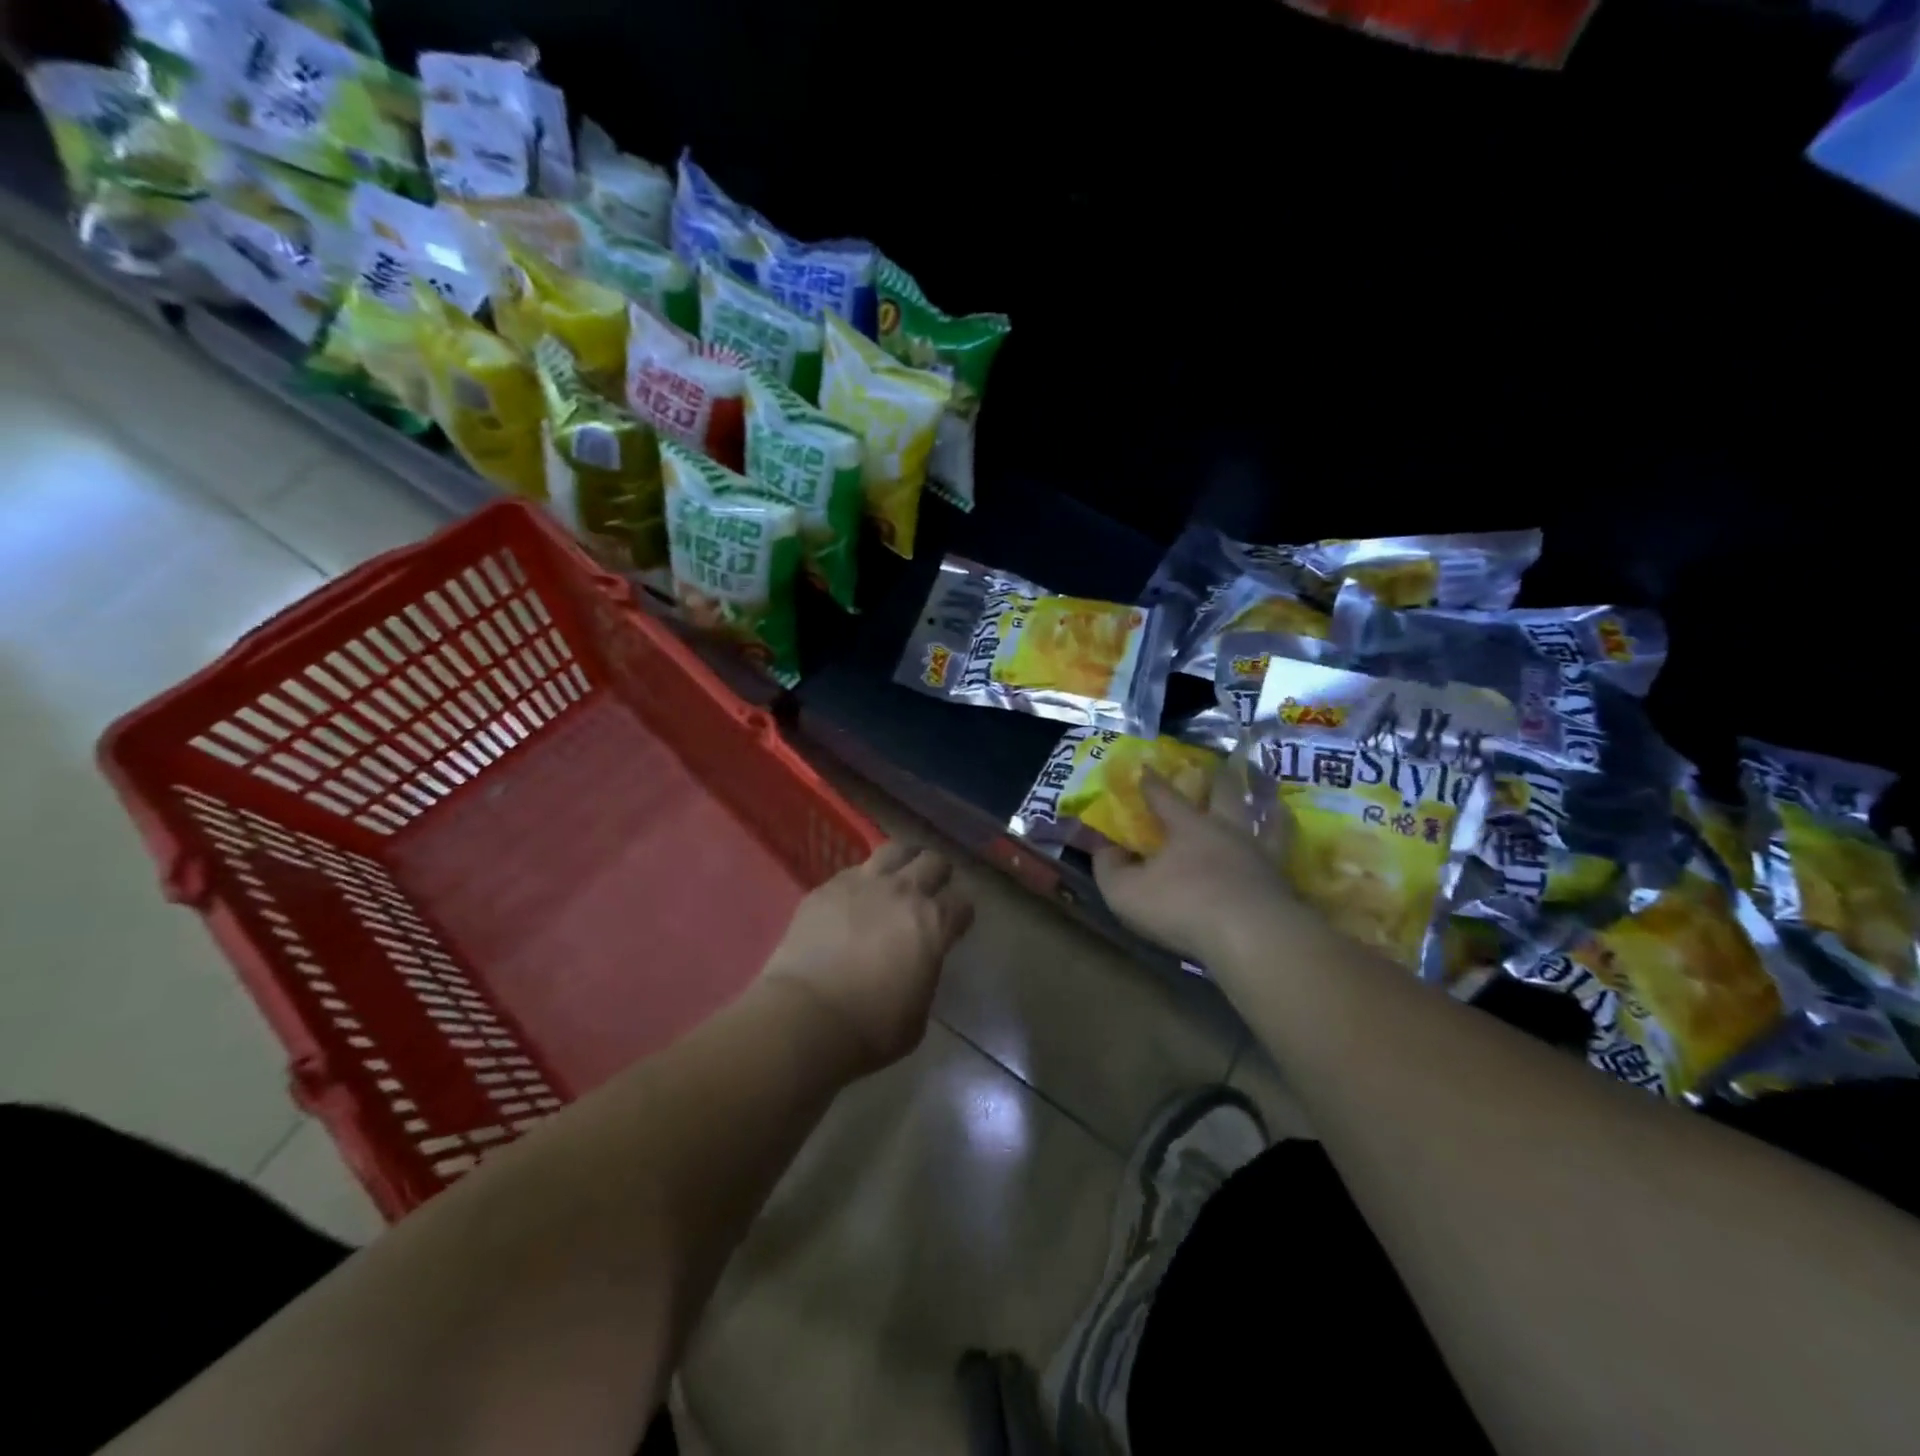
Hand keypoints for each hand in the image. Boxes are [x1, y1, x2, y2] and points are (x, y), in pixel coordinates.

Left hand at [761, 842, 973, 1073]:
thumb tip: (917, 961)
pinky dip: (862, 879)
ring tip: (898, 875)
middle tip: (931, 890)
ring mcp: (863, 883)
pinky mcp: (828, 887)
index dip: (961, 914)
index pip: (962, 904)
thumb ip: (924, 972)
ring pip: (895, 850)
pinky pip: (854, 870)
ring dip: (903, 860)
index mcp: (934, 923)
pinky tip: (856, 896)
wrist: (807, 1016)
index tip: (955, 924)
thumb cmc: (871, 1028)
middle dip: (938, 874)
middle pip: (933, 862)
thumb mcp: (918, 1012)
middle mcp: (904, 892)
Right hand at [1093, 759, 1297, 965]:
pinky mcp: (1283, 882)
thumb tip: (1104, 849)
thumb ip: (1110, 868)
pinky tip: (1285, 852)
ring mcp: (1260, 855)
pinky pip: (1286, 856)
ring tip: (1272, 801)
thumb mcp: (1126, 892)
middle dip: (1219, 778)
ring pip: (1268, 820)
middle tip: (1220, 766)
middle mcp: (1227, 831)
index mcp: (1187, 827)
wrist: (1252, 936)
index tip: (1146, 767)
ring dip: (1268, 806)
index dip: (1152, 782)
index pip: (1165, 797)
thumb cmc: (1182, 906)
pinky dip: (1286, 847)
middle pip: (1227, 794)